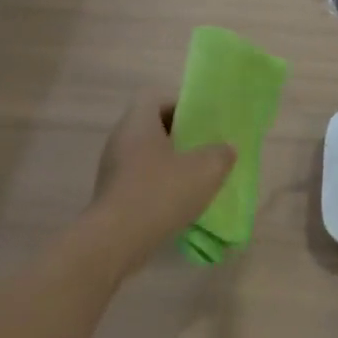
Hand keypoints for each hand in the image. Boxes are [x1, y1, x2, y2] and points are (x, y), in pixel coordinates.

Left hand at [88, 90, 235, 274]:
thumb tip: (225, 148)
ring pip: (146, 155)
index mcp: (138, 122)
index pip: (155, 98)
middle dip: (179, 137)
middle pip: (151, 127)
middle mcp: (120, 139)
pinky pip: (139, 180)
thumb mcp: (206, 170)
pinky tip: (178, 204)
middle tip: (204, 150)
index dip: (179, 105)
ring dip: (169, 164)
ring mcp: (112, 168)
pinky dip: (158, 186)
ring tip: (196, 179)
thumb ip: (221, 154)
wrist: (117, 240)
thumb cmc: (161, 192)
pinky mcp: (111, 194)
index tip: (201, 123)